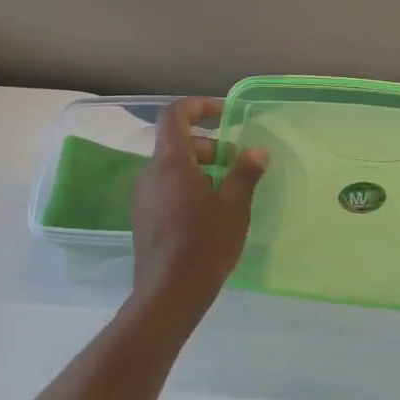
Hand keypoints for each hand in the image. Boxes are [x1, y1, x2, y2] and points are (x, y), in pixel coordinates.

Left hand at [130, 97, 267, 321]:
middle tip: (236, 163)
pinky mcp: (143, 219)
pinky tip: (209, 214)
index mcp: (171, 162)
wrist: (169, 293)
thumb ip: (244, 173)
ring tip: (227, 191)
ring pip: (171, 168)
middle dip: (208, 145)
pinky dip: (187, 188)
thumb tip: (256, 151)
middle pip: (176, 143)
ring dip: (199, 168)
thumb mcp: (234, 206)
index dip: (199, 107)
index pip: (175, 115)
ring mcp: (143, 197)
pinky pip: (165, 189)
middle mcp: (150, 174)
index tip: (224, 115)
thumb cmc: (205, 243)